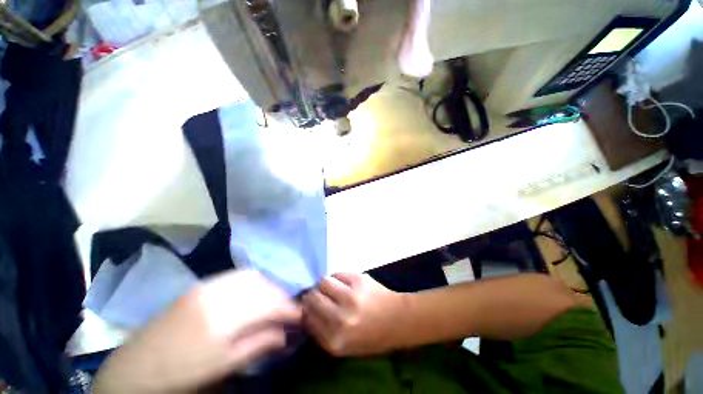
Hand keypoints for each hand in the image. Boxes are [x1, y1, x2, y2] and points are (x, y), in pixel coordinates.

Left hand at [93, 270, 300, 393]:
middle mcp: (219, 292)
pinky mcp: (202, 283)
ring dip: (268, 286)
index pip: (271, 304)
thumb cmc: (182, 374)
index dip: (290, 309)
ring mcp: (208, 284)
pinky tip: (253, 294)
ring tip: (272, 302)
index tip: (301, 315)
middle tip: (288, 310)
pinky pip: (237, 275)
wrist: (137, 367)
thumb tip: (287, 333)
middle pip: (264, 285)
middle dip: (281, 296)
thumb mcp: (225, 366)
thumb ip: (260, 344)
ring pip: (252, 276)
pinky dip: (253, 282)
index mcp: (224, 318)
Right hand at [302, 273, 407, 356]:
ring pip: (324, 281)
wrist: (398, 320)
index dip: (306, 310)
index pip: (307, 319)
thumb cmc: (371, 336)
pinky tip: (344, 282)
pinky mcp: (358, 279)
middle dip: (313, 295)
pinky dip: (337, 277)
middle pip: (313, 298)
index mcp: (335, 341)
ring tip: (332, 287)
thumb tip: (304, 312)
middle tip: (319, 294)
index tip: (309, 306)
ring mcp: (350, 296)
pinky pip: (338, 273)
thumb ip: (322, 332)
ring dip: (325, 284)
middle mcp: (340, 319)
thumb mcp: (344, 346)